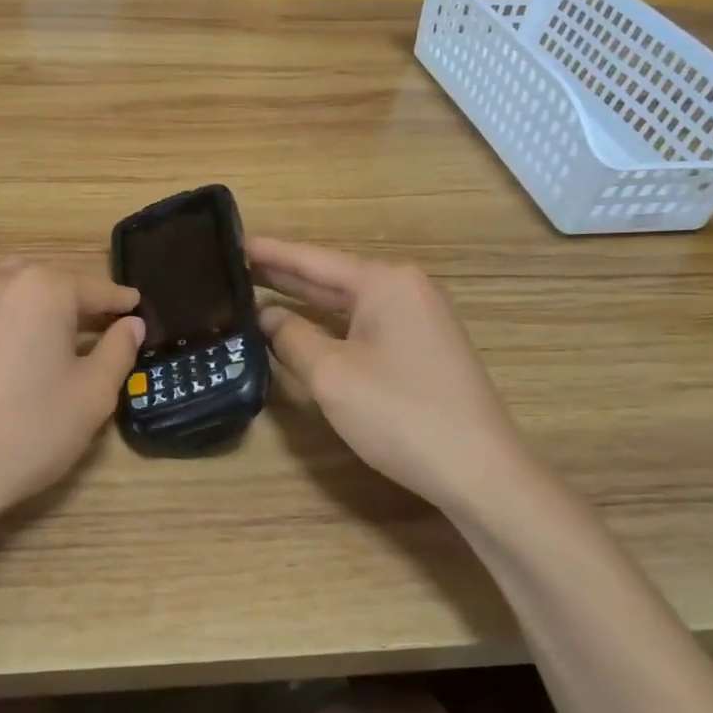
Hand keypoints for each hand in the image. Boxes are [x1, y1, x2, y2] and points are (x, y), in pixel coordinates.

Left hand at [0, 261, 142, 528]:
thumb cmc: (28, 431)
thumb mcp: (92, 395)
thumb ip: (118, 350)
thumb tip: (131, 324)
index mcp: (44, 288)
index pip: (95, 288)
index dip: (120, 302)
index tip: (136, 308)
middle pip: (50, 282)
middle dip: (76, 301)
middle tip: (96, 329)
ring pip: (11, 289)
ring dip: (35, 305)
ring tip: (49, 337)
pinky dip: (1, 318)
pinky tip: (5, 350)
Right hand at [249, 237, 537, 516]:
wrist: (479, 471)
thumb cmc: (400, 414)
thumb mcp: (331, 374)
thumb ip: (291, 337)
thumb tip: (266, 316)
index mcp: (385, 283)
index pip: (313, 260)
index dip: (270, 253)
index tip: (232, 241)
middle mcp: (406, 289)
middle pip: (332, 277)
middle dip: (284, 274)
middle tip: (234, 267)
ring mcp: (420, 318)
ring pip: (349, 303)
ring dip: (306, 300)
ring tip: (258, 290)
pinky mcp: (423, 348)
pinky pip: (365, 324)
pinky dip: (330, 323)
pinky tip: (305, 327)